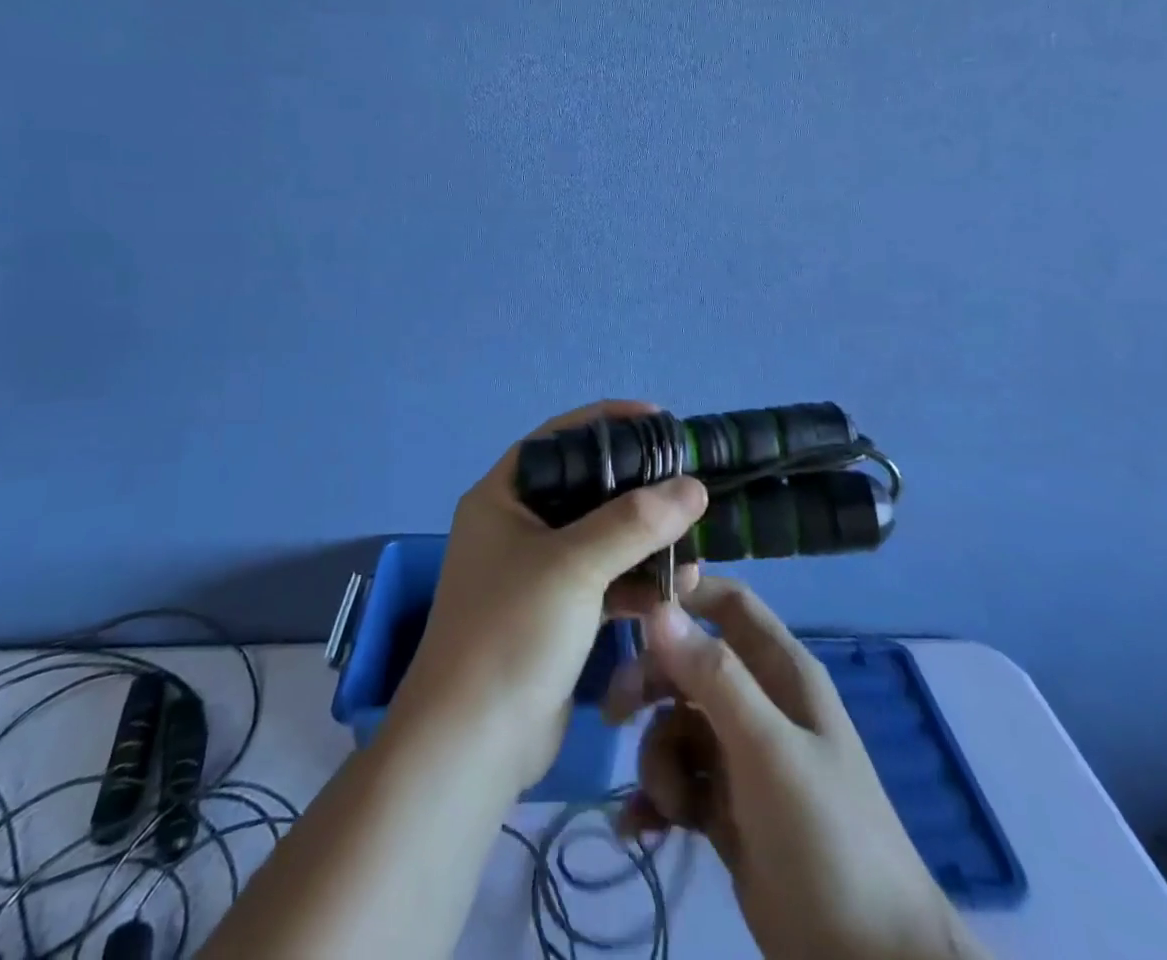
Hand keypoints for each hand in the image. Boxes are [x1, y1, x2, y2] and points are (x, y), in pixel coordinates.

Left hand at [397, 400, 706, 788]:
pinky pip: (605, 579)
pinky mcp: (557, 612)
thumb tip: (693, 485)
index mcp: (503, 496)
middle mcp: (517, 525)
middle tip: (687, 482)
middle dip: (637, 486)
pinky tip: (677, 588)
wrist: (472, 746)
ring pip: (601, 536)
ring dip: (645, 539)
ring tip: (693, 544)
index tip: (660, 420)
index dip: (609, 422)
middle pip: (586, 487)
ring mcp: (537, 571)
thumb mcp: (574, 565)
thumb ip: (634, 521)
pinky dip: (638, 581)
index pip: (560, 439)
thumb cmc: (511, 632)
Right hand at [605, 577, 990, 959]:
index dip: (683, 596)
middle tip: (614, 715)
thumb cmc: (826, 837)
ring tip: (672, 807)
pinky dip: (656, 800)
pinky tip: (639, 829)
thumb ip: (714, 678)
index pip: (727, 603)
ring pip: (676, 726)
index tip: (630, 611)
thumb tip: (659, 609)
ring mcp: (742, 757)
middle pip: (688, 665)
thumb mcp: (768, 750)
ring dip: (658, 761)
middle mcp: (760, 703)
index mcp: (781, 672)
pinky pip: (678, 781)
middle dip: (650, 685)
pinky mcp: (727, 809)